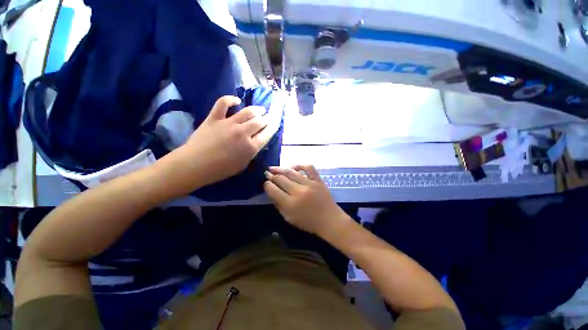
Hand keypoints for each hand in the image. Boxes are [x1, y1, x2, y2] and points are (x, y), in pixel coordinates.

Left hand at [163, 96, 279, 194]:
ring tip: (261, 109)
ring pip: (248, 112)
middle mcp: (243, 133)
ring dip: (257, 109)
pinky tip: (236, 100)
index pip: (268, 133)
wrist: (195, 165)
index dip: (274, 126)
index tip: (276, 122)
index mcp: (251, 147)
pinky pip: (223, 103)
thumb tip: (255, 142)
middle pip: (260, 121)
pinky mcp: (215, 118)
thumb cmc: (221, 170)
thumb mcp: (243, 165)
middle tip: (269, 116)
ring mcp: (229, 124)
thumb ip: (251, 152)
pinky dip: (230, 99)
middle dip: (267, 118)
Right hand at [264, 165, 349, 235]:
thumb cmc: (308, 222)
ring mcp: (309, 184)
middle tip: (267, 173)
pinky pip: (309, 168)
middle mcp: (298, 191)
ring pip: (291, 172)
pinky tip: (294, 167)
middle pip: (281, 179)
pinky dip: (300, 165)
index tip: (265, 183)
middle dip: (271, 176)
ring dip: (280, 169)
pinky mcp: (318, 180)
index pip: (273, 190)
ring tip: (274, 168)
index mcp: (290, 204)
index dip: (267, 185)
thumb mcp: (289, 218)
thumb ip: (279, 204)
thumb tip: (271, 191)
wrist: (330, 220)